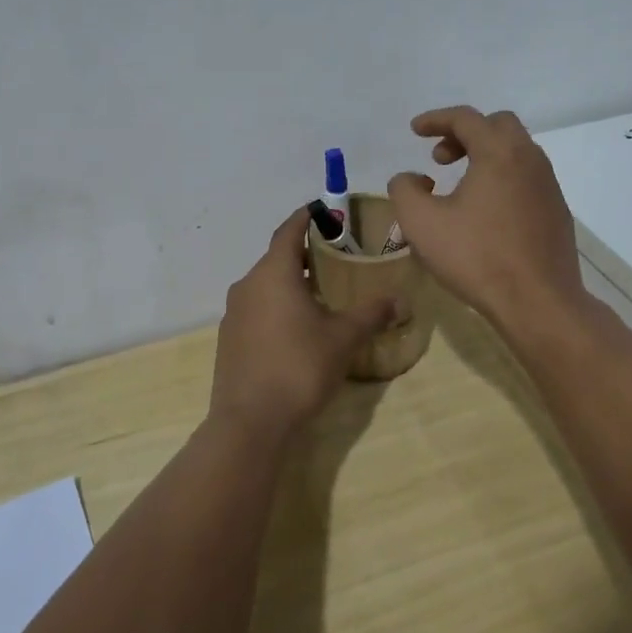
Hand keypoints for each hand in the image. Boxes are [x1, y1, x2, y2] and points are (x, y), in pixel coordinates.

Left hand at [209, 208, 403, 439]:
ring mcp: (234, 313)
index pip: (289, 231)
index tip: (324, 210)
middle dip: (304, 254)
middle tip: (335, 258)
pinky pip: (256, 309)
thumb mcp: (343, 338)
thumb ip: (372, 314)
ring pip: (265, 285)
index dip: (307, 217)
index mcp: (273, 273)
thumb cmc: (299, 367)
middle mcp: (248, 285)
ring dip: (290, 283)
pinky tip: (297, 328)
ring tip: (321, 294)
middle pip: (277, 257)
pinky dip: (277, 306)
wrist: (250, 422)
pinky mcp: (229, 339)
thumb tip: (402, 300)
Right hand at [388, 106, 587, 333]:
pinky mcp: (557, 211)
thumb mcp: (421, 223)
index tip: (415, 130)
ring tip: (459, 186)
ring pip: (516, 152)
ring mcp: (548, 185)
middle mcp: (529, 159)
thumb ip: (404, 190)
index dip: (435, 119)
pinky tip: (485, 211)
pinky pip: (526, 178)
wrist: (539, 302)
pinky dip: (502, 177)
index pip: (465, 118)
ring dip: (485, 156)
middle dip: (464, 134)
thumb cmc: (477, 257)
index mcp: (499, 152)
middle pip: (497, 126)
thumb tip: (409, 178)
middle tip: (440, 159)